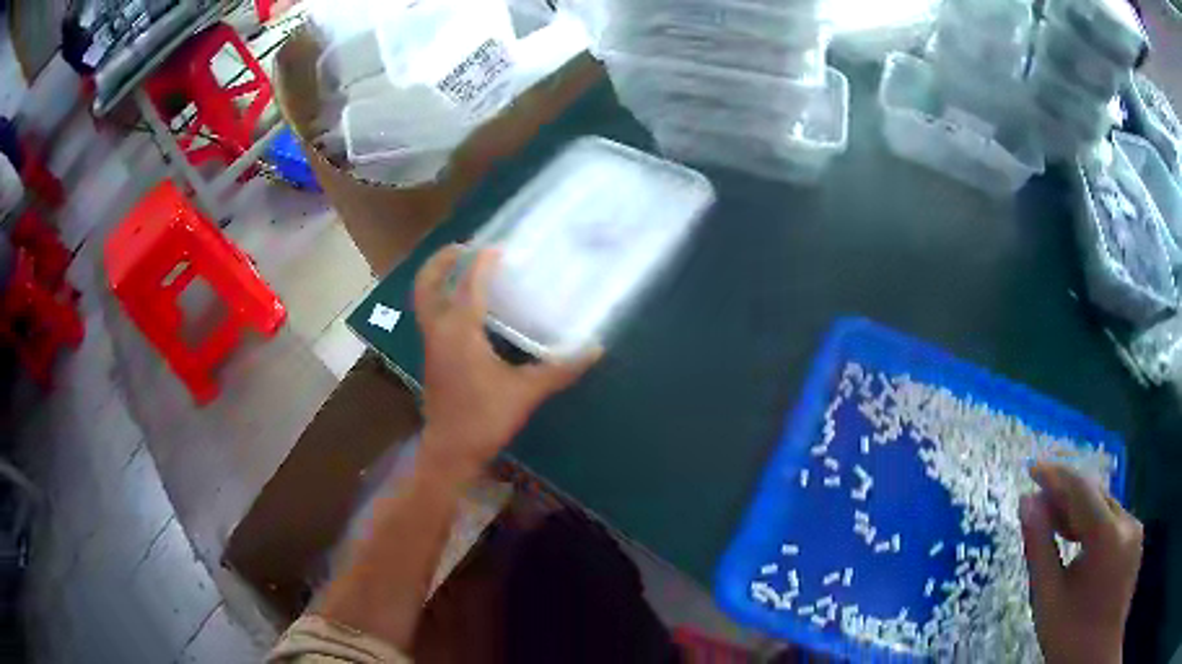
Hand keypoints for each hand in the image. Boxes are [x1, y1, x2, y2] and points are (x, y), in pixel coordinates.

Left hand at [413, 244, 599, 482]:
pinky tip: (469, 308)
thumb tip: (595, 349)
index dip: (482, 261)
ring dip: (440, 278)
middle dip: (442, 260)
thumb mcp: (526, 392)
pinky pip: (431, 315)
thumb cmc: (484, 418)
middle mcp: (439, 331)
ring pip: (425, 300)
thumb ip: (559, 369)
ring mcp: (431, 344)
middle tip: (464, 246)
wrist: (450, 451)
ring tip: (465, 268)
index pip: (468, 284)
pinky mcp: (432, 357)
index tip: (500, 248)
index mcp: (460, 332)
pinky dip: (443, 299)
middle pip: (427, 284)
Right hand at [1020, 462, 1142, 663]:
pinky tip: (1080, 541)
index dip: (1056, 475)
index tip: (1032, 468)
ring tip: (1055, 524)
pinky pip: (1114, 521)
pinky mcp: (1136, 539)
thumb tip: (1027, 503)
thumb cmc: (1070, 635)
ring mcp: (1134, 529)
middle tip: (1038, 504)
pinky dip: (1094, 525)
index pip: (1081, 489)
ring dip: (1080, 512)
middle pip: (1095, 496)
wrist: (1095, 655)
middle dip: (1067, 496)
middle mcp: (1126, 521)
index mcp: (1106, 536)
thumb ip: (1040, 549)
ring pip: (1105, 508)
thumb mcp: (1048, 600)